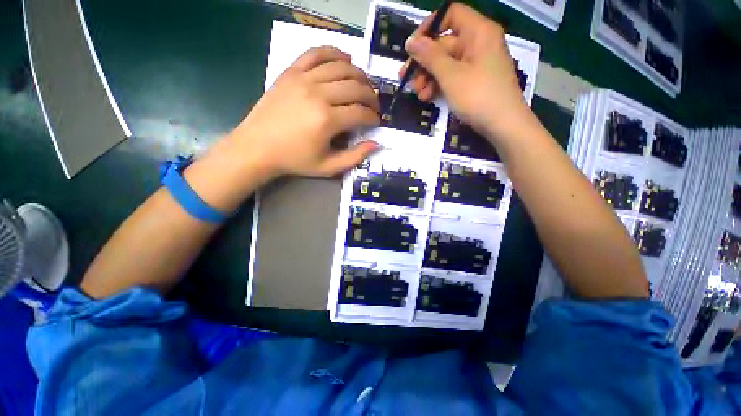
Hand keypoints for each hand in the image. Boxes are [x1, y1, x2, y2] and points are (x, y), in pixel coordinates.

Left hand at [227, 47, 380, 178]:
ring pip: (341, 67)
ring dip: (359, 75)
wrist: (257, 147)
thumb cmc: (295, 160)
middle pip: (356, 86)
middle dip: (371, 96)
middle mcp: (318, 94)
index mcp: (327, 120)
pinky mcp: (291, 71)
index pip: (361, 112)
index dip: (373, 117)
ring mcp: (303, 79)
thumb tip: (376, 144)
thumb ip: (354, 157)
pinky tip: (345, 60)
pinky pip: (316, 53)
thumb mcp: (328, 167)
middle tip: (374, 105)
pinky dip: (334, 53)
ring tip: (364, 86)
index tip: (376, 121)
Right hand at [399, 3, 531, 142]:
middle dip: (423, 62)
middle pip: (444, 43)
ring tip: (416, 93)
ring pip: (445, 63)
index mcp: (478, 32)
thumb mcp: (451, 76)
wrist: (503, 125)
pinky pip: (452, 76)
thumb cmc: (478, 96)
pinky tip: (426, 97)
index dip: (429, 27)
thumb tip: (410, 41)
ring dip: (428, 77)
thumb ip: (430, 57)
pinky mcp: (473, 81)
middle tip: (405, 78)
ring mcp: (476, 64)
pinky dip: (438, 85)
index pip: (450, 14)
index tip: (412, 47)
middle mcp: (478, 43)